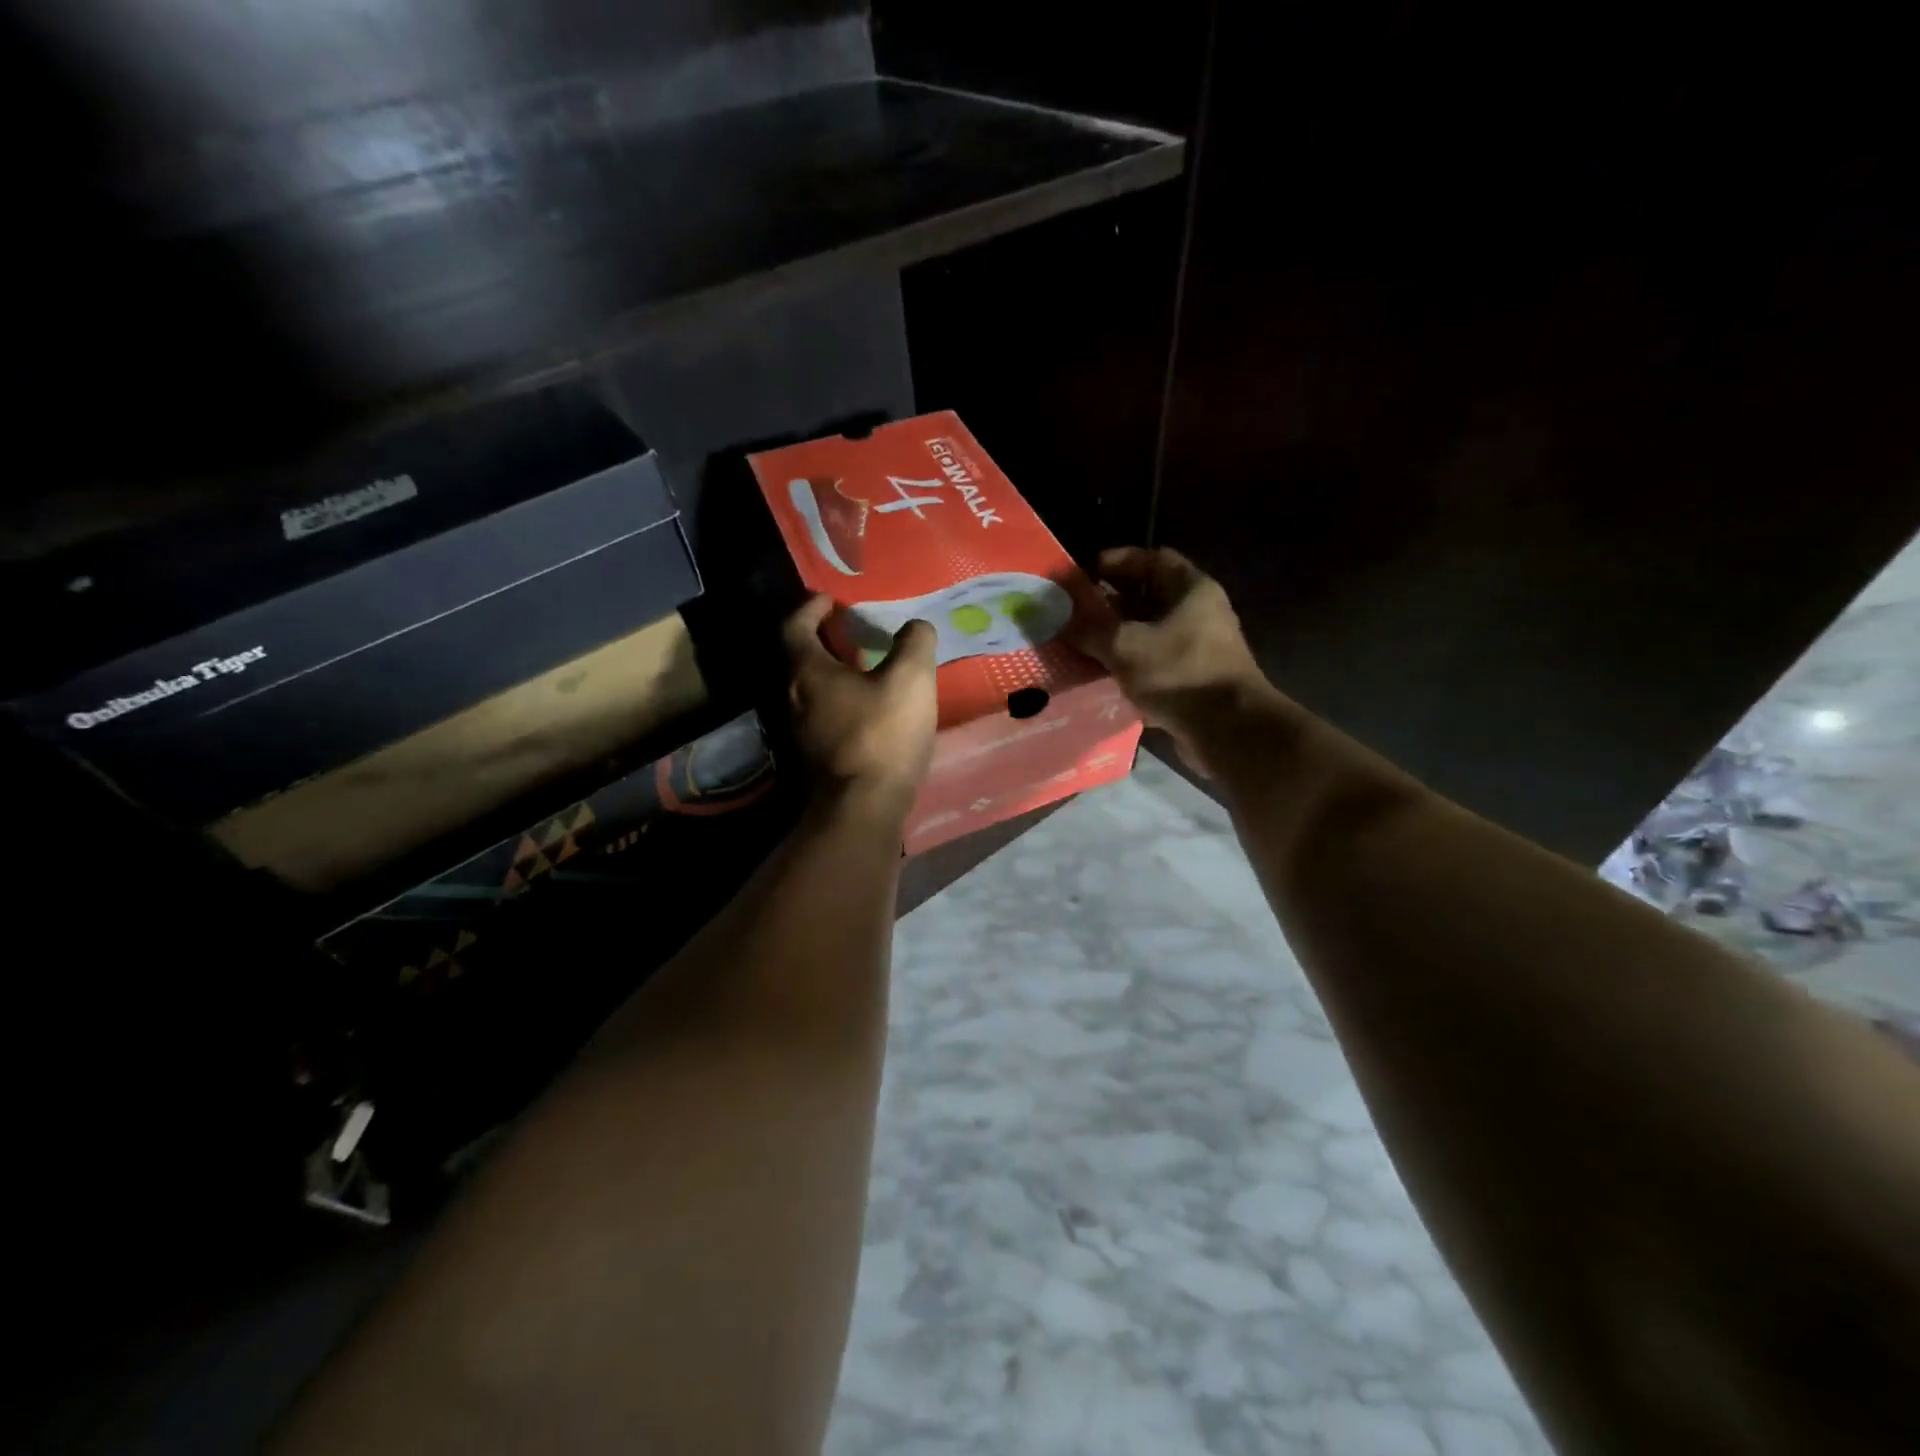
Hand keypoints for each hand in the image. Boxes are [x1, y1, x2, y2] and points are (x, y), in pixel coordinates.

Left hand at [783, 594, 937, 814]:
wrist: (862, 807)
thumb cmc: (882, 735)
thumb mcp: (910, 679)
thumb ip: (914, 643)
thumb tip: (916, 627)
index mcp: (808, 671)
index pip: (795, 626)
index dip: (811, 608)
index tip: (830, 600)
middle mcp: (793, 697)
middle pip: (800, 658)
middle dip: (824, 640)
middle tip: (852, 630)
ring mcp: (800, 731)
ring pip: (811, 690)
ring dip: (832, 673)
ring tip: (865, 667)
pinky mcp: (814, 757)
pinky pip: (823, 715)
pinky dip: (840, 701)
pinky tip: (869, 708)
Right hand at [1069, 547, 1275, 773]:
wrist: (1228, 731)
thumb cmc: (1179, 673)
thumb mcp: (1125, 646)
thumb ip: (1091, 630)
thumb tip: (1061, 620)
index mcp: (1191, 590)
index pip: (1153, 558)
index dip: (1118, 561)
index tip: (1084, 573)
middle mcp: (1200, 613)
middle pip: (1150, 598)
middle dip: (1112, 603)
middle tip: (1075, 612)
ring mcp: (1200, 649)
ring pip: (1151, 633)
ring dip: (1119, 637)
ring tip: (1082, 644)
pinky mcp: (1194, 680)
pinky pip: (1156, 664)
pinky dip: (1131, 666)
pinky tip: (1103, 676)